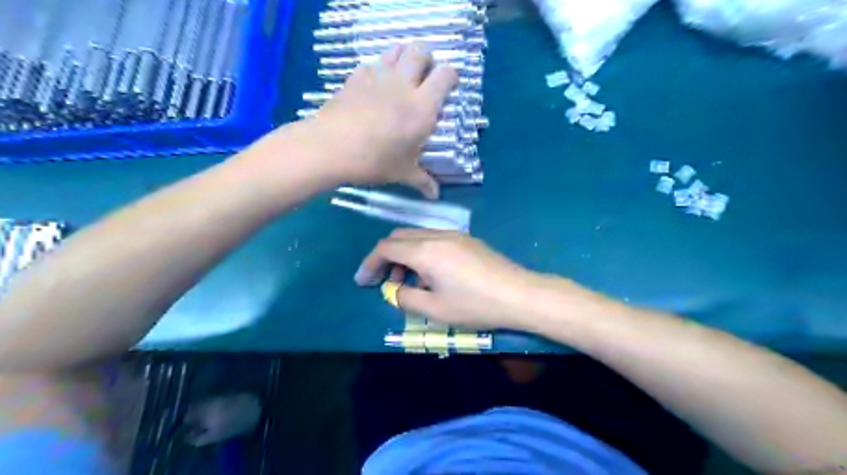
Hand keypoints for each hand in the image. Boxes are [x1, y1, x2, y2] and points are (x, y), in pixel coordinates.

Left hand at [309, 43, 459, 197]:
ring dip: (404, 57)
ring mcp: (378, 76)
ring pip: (397, 49)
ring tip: (402, 76)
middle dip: (427, 59)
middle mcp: (403, 84)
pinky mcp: (356, 77)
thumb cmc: (373, 161)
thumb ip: (422, 181)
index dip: (451, 77)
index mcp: (422, 106)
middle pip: (421, 50)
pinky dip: (378, 68)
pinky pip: (372, 62)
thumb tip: (435, 196)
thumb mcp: (402, 173)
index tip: (448, 88)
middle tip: (424, 78)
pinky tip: (375, 86)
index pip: (446, 74)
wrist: (329, 148)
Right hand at [352, 227, 541, 328]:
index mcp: (425, 250)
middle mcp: (437, 235)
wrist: (519, 294)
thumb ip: (405, 298)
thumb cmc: (475, 305)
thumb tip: (392, 290)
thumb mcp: (434, 310)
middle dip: (387, 257)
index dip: (370, 263)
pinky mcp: (467, 240)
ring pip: (417, 237)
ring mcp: (455, 235)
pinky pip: (434, 240)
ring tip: (410, 283)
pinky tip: (433, 276)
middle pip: (400, 237)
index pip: (386, 247)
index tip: (364, 282)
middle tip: (387, 283)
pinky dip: (422, 253)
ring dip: (405, 255)